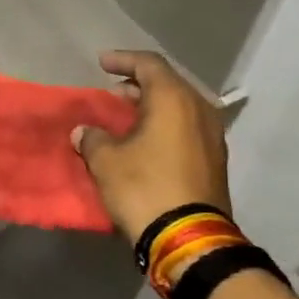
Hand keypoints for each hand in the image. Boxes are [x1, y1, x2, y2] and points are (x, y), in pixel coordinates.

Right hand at [71, 50, 232, 241]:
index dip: (122, 60)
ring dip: (152, 108)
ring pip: (179, 107)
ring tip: (125, 117)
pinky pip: (186, 128)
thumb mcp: (106, 161)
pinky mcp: (215, 160)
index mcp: (174, 99)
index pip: (148, 64)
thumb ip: (92, 138)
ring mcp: (212, 135)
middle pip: (167, 84)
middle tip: (112, 92)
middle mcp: (199, 109)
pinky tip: (145, 141)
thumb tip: (84, 132)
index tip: (101, 63)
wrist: (188, 238)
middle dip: (138, 85)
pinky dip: (164, 126)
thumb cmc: (144, 187)